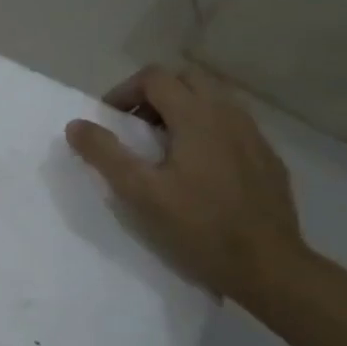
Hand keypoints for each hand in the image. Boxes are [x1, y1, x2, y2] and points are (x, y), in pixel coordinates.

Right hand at [65, 64, 309, 307]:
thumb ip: (105, 153)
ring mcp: (255, 136)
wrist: (270, 268)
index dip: (125, 91)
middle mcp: (229, 115)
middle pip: (187, 79)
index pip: (155, 77)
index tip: (111, 120)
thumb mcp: (139, 192)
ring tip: (166, 147)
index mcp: (197, 117)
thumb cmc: (198, 228)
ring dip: (183, 109)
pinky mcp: (269, 159)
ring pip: (214, 100)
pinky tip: (201, 170)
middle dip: (156, 94)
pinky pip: (234, 126)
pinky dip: (209, 130)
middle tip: (137, 127)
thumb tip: (75, 125)